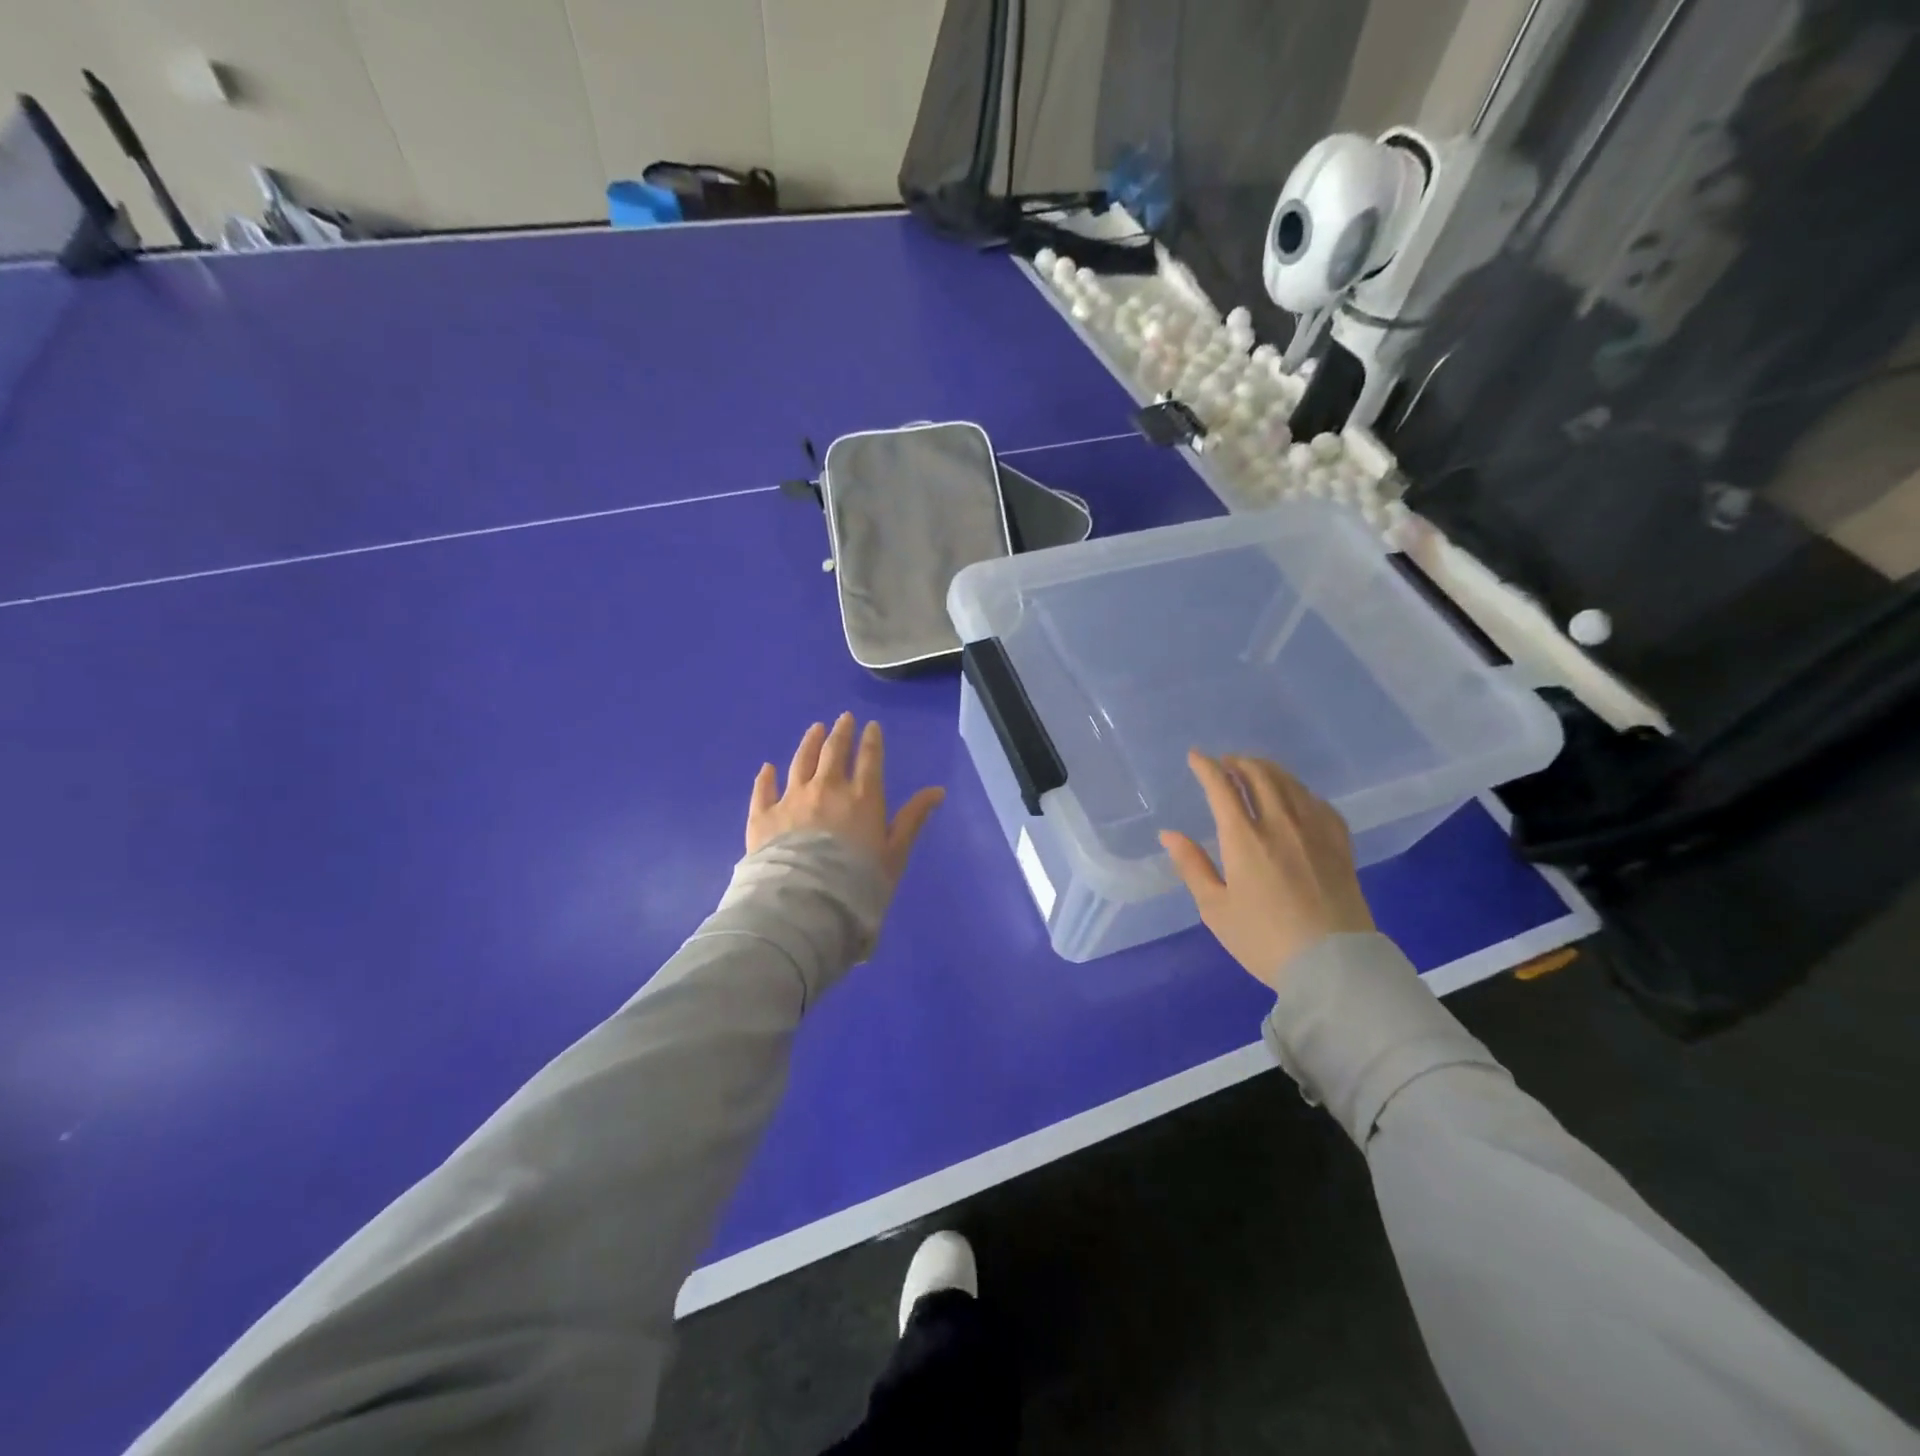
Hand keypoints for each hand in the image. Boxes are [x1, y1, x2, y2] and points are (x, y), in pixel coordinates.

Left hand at [746, 713, 945, 884]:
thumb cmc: (858, 881)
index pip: (869, 759)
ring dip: (809, 743)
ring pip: (800, 762)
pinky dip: (767, 777)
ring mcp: (792, 799)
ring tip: (814, 729)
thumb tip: (937, 791)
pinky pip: (764, 789)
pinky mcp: (763, 816)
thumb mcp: (895, 853)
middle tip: (843, 719)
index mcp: (862, 797)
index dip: (871, 740)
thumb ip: (913, 819)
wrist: (806, 903)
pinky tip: (768, 768)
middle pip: (833, 752)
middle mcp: (826, 789)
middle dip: (840, 733)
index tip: (871, 726)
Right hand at [1160, 751, 1373, 989]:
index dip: (1206, 767)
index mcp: (1244, 838)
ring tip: (1256, 771)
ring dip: (1268, 770)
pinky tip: (1297, 798)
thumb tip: (1169, 834)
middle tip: (1226, 763)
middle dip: (1238, 762)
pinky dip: (1301, 792)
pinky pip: (1320, 804)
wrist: (1333, 967)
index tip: (1195, 757)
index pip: (1222, 787)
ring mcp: (1315, 832)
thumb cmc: (1264, 940)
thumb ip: (1192, 866)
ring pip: (1290, 784)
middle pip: (1259, 775)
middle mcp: (1280, 824)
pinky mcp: (1340, 846)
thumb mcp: (1215, 908)